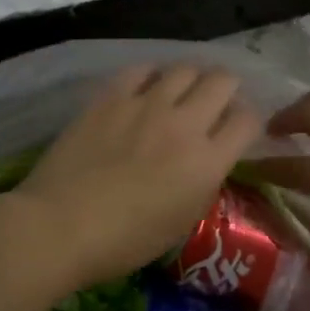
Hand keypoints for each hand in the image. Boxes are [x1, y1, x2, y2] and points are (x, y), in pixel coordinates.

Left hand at [11, 64, 262, 289]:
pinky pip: (141, 70)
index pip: (248, 120)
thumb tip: (207, 159)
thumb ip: (203, 182)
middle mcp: (185, 124)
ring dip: (190, 79)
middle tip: (214, 103)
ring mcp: (146, 105)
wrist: (61, 226)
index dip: (248, 121)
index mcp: (207, 162)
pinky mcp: (111, 97)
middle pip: (223, 81)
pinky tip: (145, 88)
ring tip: (181, 92)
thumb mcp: (182, 221)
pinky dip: (151, 76)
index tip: (237, 129)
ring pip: (185, 68)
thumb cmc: (124, 241)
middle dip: (226, 89)